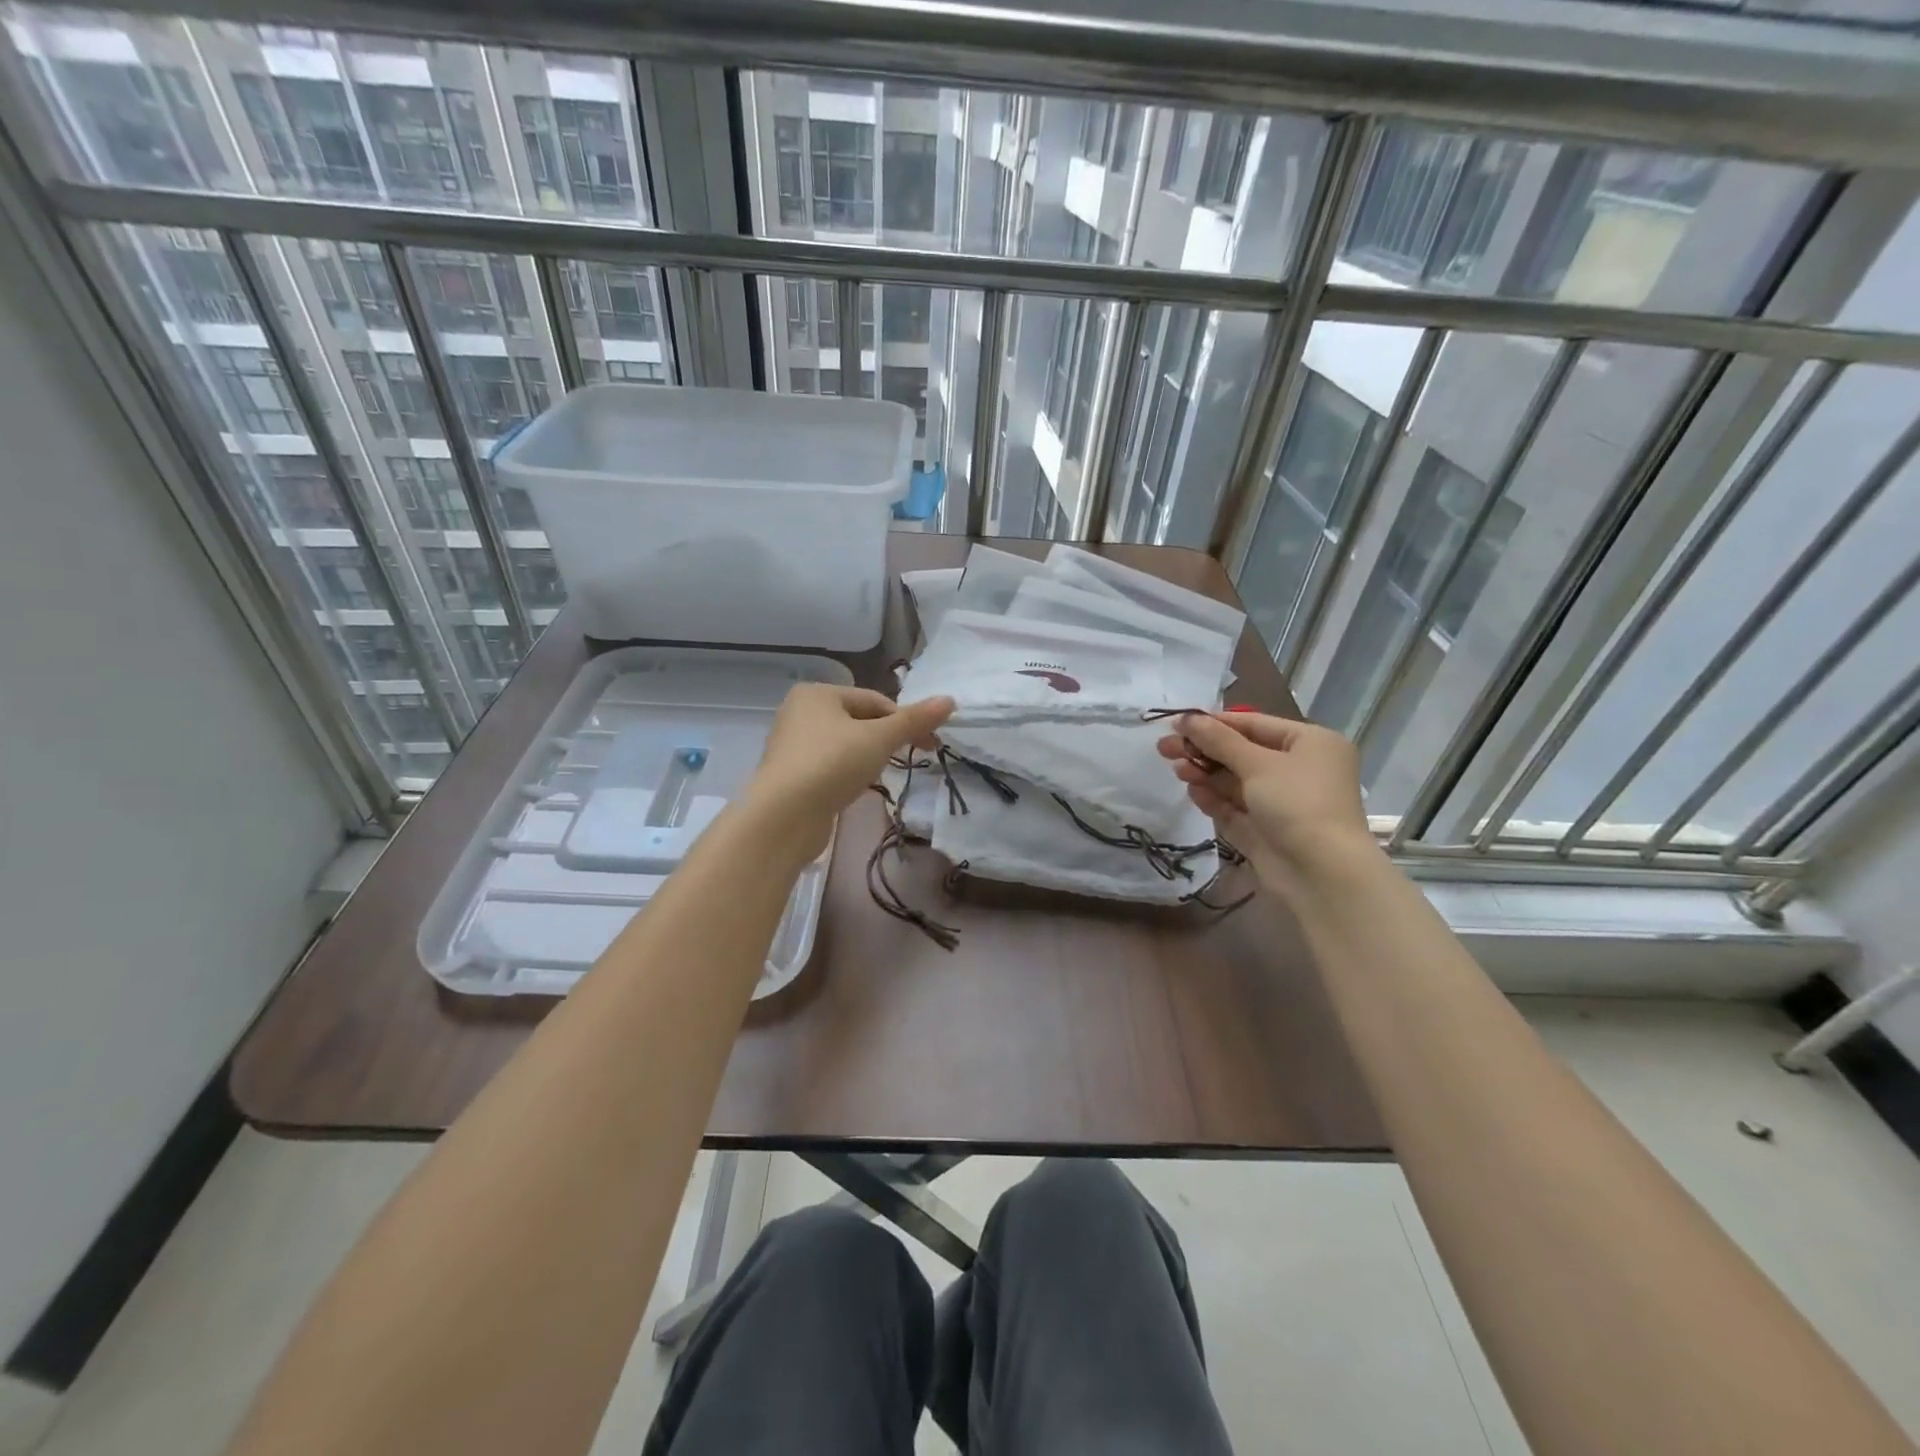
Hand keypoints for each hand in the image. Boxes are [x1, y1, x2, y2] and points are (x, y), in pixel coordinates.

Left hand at [745, 684, 953, 857]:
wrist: (783, 816)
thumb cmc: (831, 764)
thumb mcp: (879, 739)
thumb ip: (914, 720)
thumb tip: (950, 700)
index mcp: (817, 693)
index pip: (875, 700)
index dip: (906, 721)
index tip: (930, 745)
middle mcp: (800, 712)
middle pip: (859, 720)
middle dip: (886, 739)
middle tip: (910, 759)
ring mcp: (792, 745)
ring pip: (845, 744)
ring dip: (868, 757)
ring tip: (881, 775)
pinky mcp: (791, 775)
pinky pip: (830, 766)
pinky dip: (848, 773)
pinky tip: (856, 788)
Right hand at [1156, 712, 1377, 890]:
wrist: (1322, 874)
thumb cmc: (1298, 803)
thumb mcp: (1258, 764)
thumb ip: (1218, 740)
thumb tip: (1185, 718)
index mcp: (1309, 743)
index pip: (1253, 724)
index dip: (1213, 723)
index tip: (1176, 723)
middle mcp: (1298, 769)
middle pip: (1241, 752)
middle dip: (1204, 750)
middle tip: (1164, 748)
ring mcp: (1281, 802)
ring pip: (1235, 781)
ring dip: (1205, 774)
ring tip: (1178, 771)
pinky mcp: (1265, 830)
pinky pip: (1235, 808)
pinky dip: (1214, 798)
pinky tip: (1193, 792)